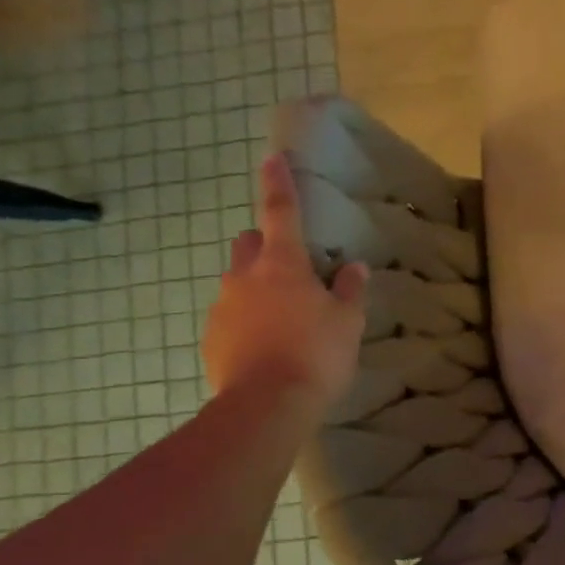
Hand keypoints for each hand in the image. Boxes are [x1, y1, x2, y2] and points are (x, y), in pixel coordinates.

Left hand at [203, 154, 366, 421]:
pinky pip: (231, 316)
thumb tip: (353, 267)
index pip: (281, 212)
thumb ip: (349, 291)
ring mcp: (223, 307)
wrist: (265, 407)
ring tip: (285, 319)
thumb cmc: (316, 354)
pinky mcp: (211, 338)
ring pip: (238, 282)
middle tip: (293, 269)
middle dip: (266, 245)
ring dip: (258, 288)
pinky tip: (268, 346)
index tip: (272, 158)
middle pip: (249, 244)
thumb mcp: (347, 322)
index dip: (278, 184)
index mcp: (282, 265)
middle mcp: (245, 277)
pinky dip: (248, 321)